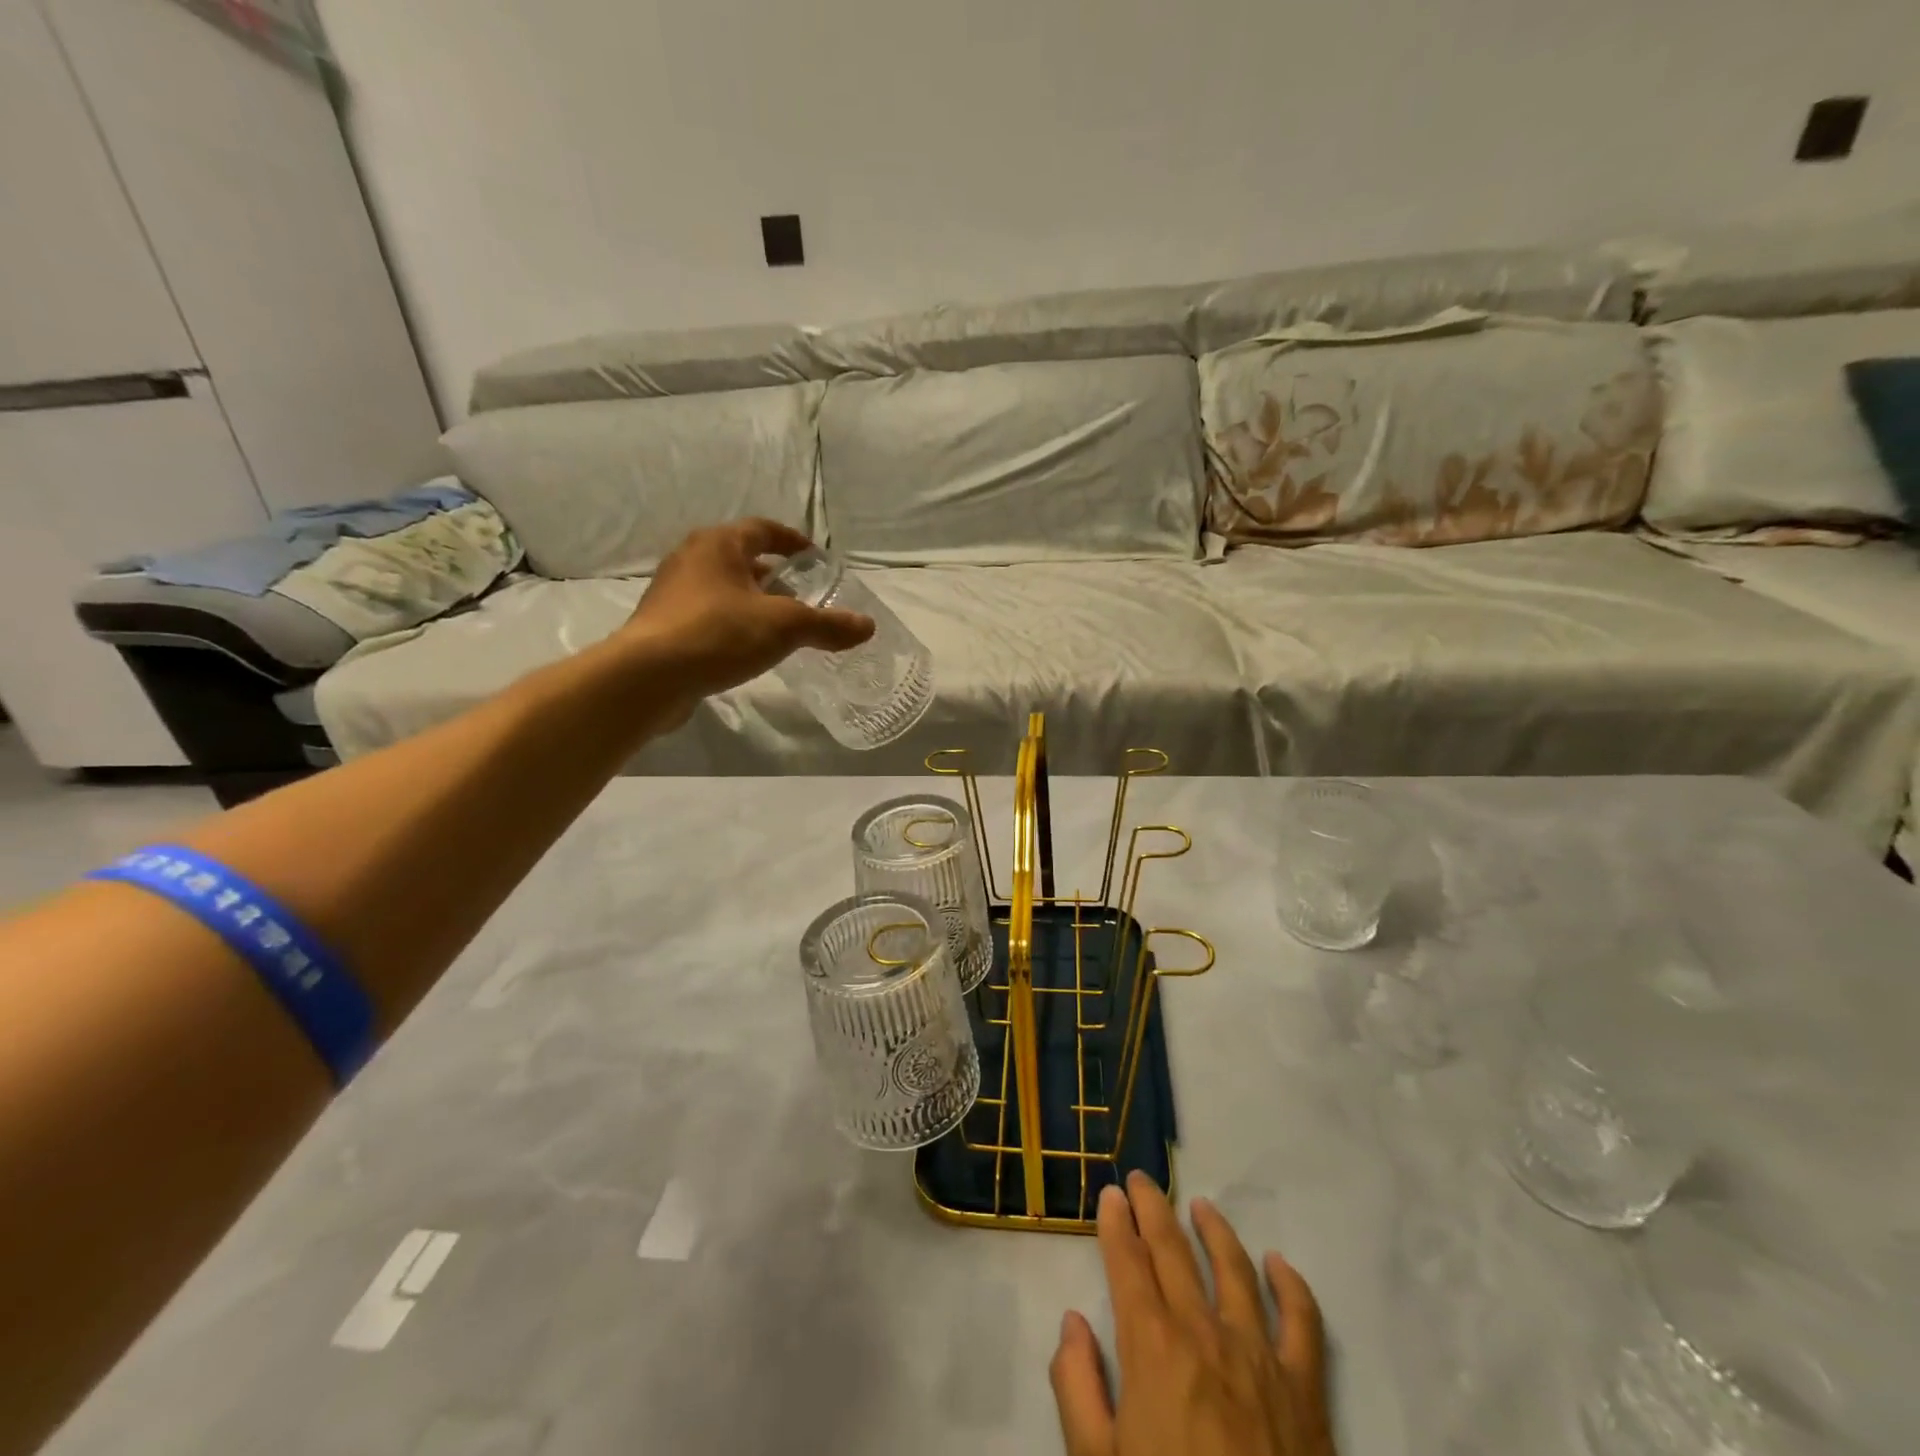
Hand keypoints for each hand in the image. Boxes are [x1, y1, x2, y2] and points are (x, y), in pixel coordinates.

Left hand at [620, 519, 873, 711]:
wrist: (647, 678)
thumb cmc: (719, 634)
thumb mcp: (784, 627)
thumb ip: (827, 625)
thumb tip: (868, 626)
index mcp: (719, 544)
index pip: (763, 529)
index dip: (793, 542)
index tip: (815, 558)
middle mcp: (691, 559)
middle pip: (741, 558)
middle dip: (774, 575)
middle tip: (802, 595)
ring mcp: (672, 593)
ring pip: (723, 588)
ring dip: (752, 601)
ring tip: (779, 626)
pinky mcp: (663, 625)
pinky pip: (707, 615)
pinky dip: (732, 623)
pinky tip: (747, 649)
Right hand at [1051, 1173, 1334, 1455]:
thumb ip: (1076, 1388)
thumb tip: (1073, 1323)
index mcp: (1152, 1346)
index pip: (1128, 1262)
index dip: (1117, 1223)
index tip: (1110, 1194)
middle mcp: (1203, 1331)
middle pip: (1174, 1250)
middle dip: (1153, 1208)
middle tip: (1141, 1180)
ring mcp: (1259, 1355)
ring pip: (1234, 1268)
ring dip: (1214, 1229)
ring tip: (1201, 1205)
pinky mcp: (1305, 1389)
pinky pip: (1302, 1322)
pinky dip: (1291, 1285)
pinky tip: (1278, 1264)